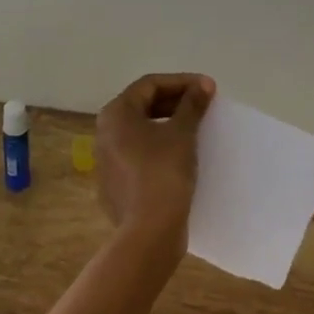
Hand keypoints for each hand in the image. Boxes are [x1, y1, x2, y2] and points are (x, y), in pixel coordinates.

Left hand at [94, 73, 214, 250]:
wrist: (149, 231)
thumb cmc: (163, 172)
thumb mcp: (182, 133)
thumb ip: (192, 104)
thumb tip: (203, 85)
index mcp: (116, 114)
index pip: (150, 85)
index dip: (181, 81)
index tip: (208, 88)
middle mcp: (104, 133)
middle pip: (143, 105)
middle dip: (175, 101)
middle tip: (203, 104)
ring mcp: (107, 160)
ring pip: (141, 131)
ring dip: (169, 123)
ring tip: (196, 126)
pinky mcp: (116, 183)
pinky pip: (140, 154)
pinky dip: (161, 146)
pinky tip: (182, 154)